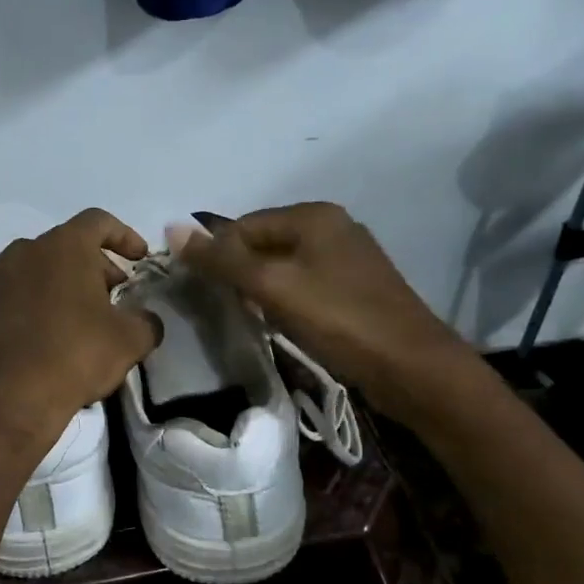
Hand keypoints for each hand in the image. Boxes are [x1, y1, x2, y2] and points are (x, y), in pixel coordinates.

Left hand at [0, 208, 161, 447]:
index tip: (139, 259)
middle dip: (92, 265)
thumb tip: (146, 320)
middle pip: (65, 244)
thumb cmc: (78, 357)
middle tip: (110, 297)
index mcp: (67, 246)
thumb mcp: (131, 340)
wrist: (15, 397)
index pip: (98, 222)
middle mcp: (27, 250)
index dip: (124, 235)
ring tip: (67, 306)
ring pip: (27, 260)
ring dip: (51, 275)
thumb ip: (146, 320)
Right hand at [174, 202, 473, 408]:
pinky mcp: (355, 287)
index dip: (219, 257)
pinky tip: (285, 325)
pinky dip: (286, 301)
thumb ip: (223, 259)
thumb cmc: (339, 320)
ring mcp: (347, 257)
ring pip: (283, 266)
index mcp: (314, 215)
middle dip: (241, 275)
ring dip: (262, 291)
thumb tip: (172, 227)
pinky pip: (304, 284)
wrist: (411, 367)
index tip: (208, 294)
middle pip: (263, 243)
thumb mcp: (273, 287)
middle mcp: (332, 226)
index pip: (243, 225)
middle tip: (233, 310)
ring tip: (257, 320)